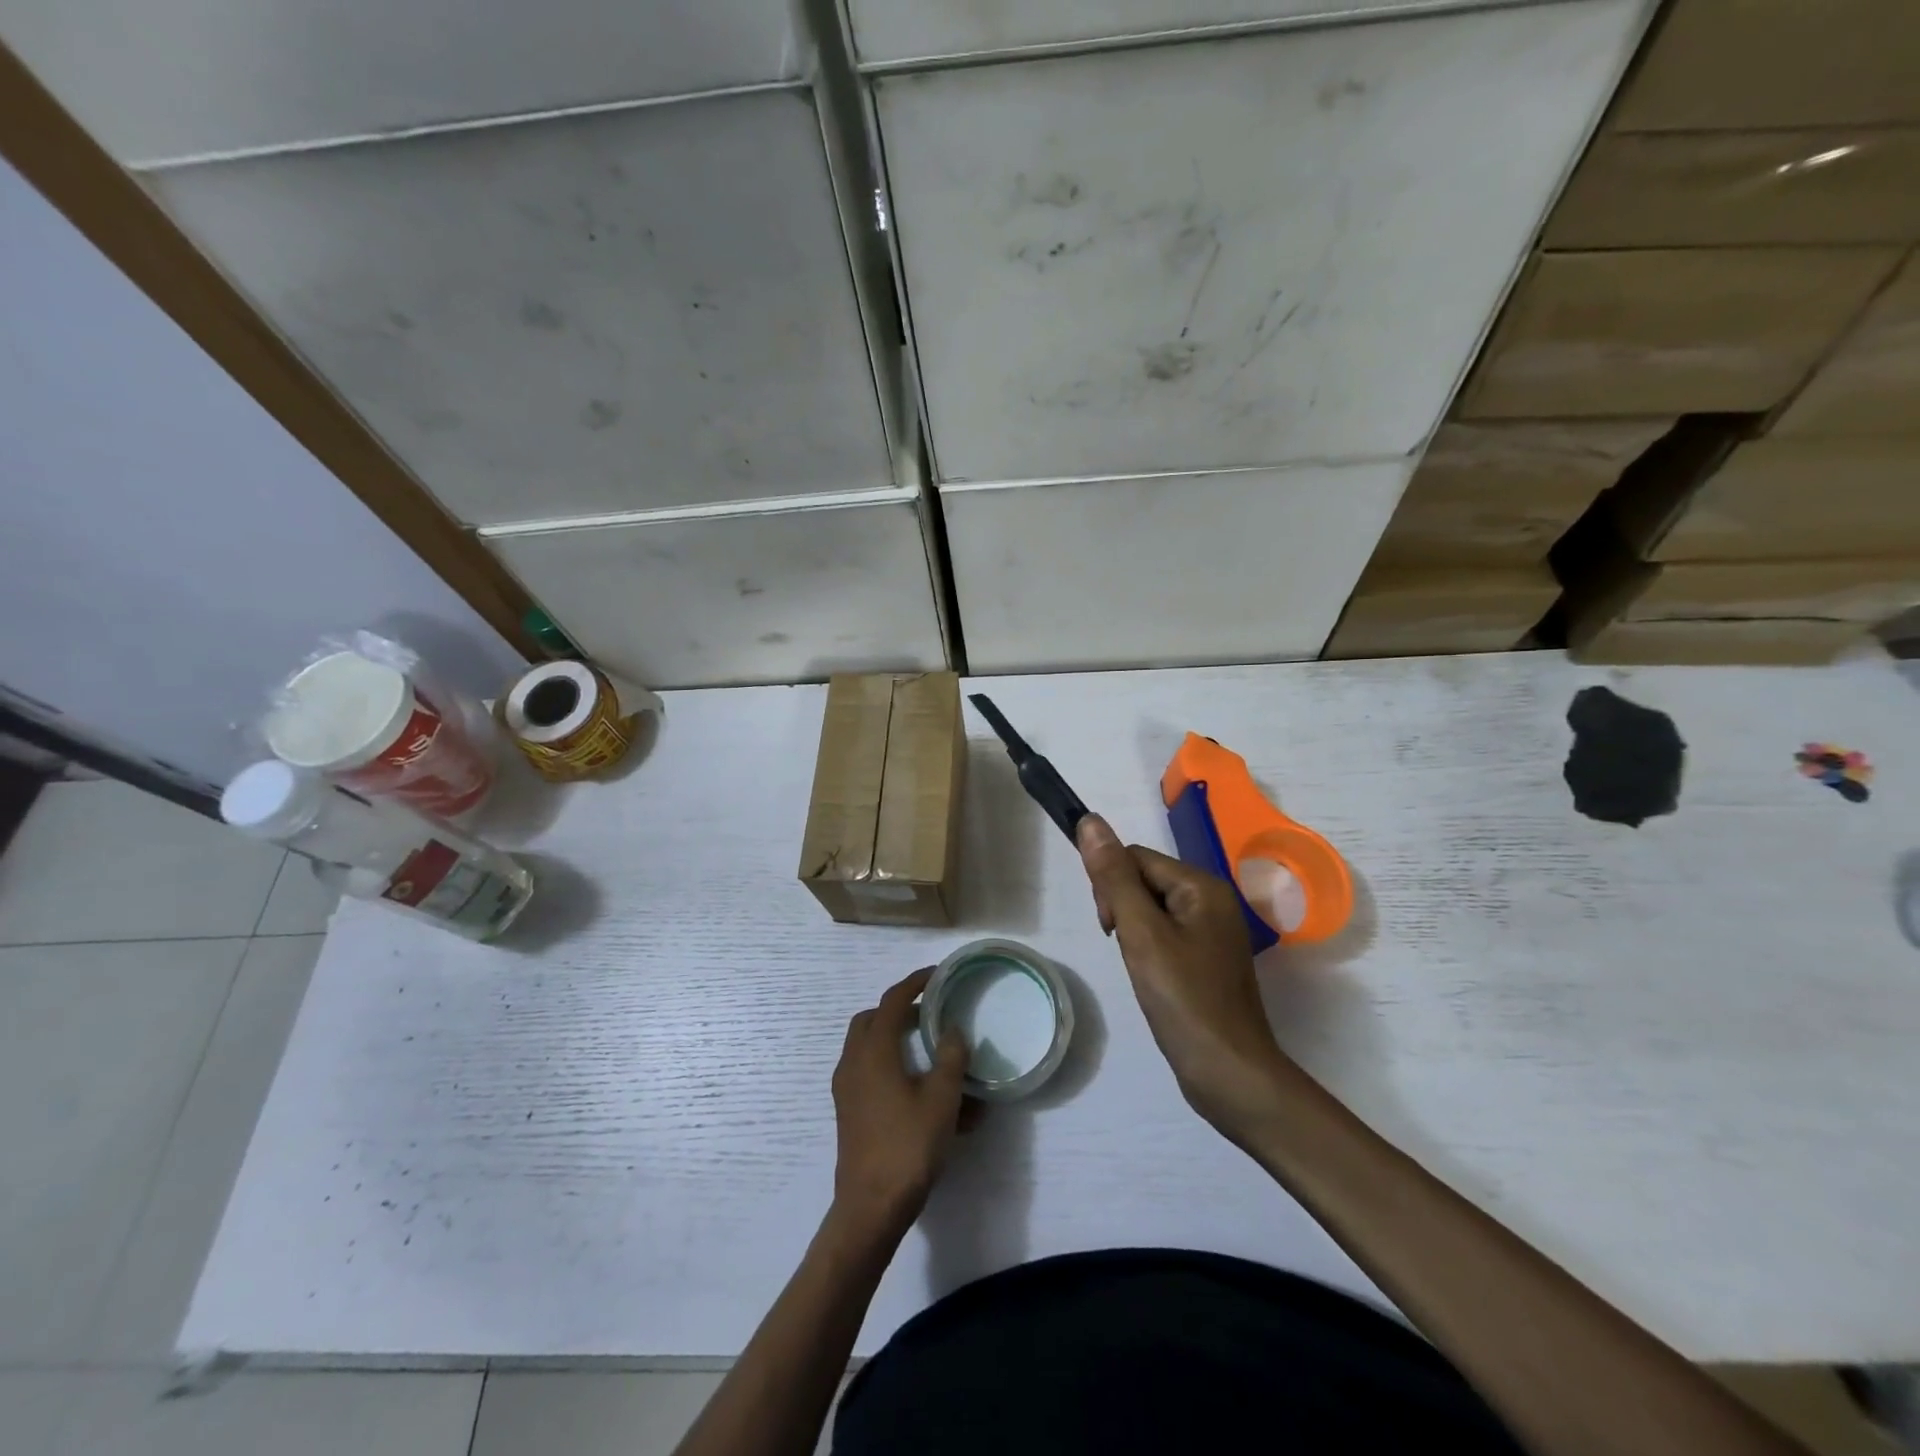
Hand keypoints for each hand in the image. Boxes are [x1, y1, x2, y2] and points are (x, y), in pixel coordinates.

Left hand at [830, 967, 969, 1238]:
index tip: (936, 975)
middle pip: (871, 1019)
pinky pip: (866, 1071)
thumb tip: (954, 1030)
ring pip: (866, 1046)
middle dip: (899, 1009)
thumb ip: (951, 1058)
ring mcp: (847, 1088)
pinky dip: (887, 1064)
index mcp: (874, 1050)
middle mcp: (854, 1062)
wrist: (871, 1205)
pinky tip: (915, 1087)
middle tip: (929, 1014)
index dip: (915, 982)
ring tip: (926, 1050)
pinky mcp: (848, 1110)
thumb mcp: (941, 1099)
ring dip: (892, 1038)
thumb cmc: (909, 1145)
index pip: (893, 1000)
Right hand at [1077, 815, 1293, 1137]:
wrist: (1230, 1074)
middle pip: (1146, 880)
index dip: (1112, 886)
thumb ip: (1114, 877)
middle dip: (1123, 908)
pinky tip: (1153, 979)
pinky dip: (1150, 950)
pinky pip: (1167, 935)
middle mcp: (1213, 900)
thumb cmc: (1184, 1000)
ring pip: (1153, 909)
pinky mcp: (1209, 960)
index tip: (1110, 928)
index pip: (1137, 858)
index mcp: (1203, 886)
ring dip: (1134, 931)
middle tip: (1127, 950)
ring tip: (1141, 968)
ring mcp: (1214, 932)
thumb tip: (1089, 821)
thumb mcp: (1141, 933)